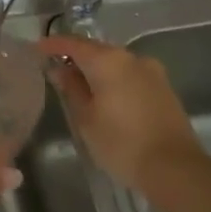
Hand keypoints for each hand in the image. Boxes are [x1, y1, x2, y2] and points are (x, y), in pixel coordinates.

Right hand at [39, 35, 206, 191]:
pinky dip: (114, 79)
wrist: (175, 167)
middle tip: (54, 69)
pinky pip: (130, 75)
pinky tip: (105, 96)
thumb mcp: (86, 119)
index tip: (36, 49)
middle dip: (75, 57)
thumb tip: (59, 69)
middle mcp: (132, 57)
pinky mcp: (163, 87)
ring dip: (96, 69)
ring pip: (115, 62)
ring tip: (78, 85)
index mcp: (108, 61)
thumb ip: (71, 89)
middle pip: (96, 50)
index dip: (52, 45)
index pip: (73, 44)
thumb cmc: (122, 144)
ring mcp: (152, 71)